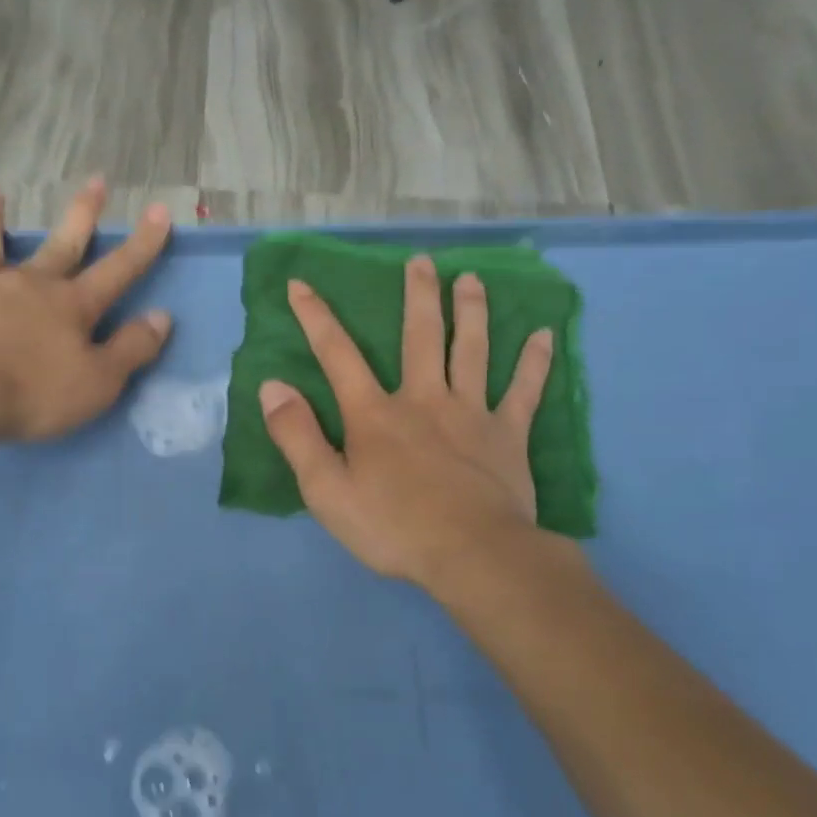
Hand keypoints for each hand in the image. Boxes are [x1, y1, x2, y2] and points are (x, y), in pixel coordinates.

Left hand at [0, 180, 173, 441]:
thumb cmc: (34, 393)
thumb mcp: (99, 382)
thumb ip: (132, 349)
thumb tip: (162, 318)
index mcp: (71, 305)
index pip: (118, 270)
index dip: (142, 243)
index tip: (159, 210)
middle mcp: (28, 286)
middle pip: (61, 245)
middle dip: (82, 213)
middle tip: (96, 181)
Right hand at [259, 254, 557, 591]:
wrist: (471, 555)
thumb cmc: (392, 527)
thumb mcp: (326, 490)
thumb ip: (297, 436)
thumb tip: (272, 386)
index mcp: (375, 414)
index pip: (337, 354)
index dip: (316, 317)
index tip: (301, 284)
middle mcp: (423, 399)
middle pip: (420, 336)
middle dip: (417, 296)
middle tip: (421, 262)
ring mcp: (471, 413)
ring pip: (471, 350)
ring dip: (472, 312)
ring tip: (471, 279)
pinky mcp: (507, 434)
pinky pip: (524, 391)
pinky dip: (535, 362)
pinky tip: (544, 335)